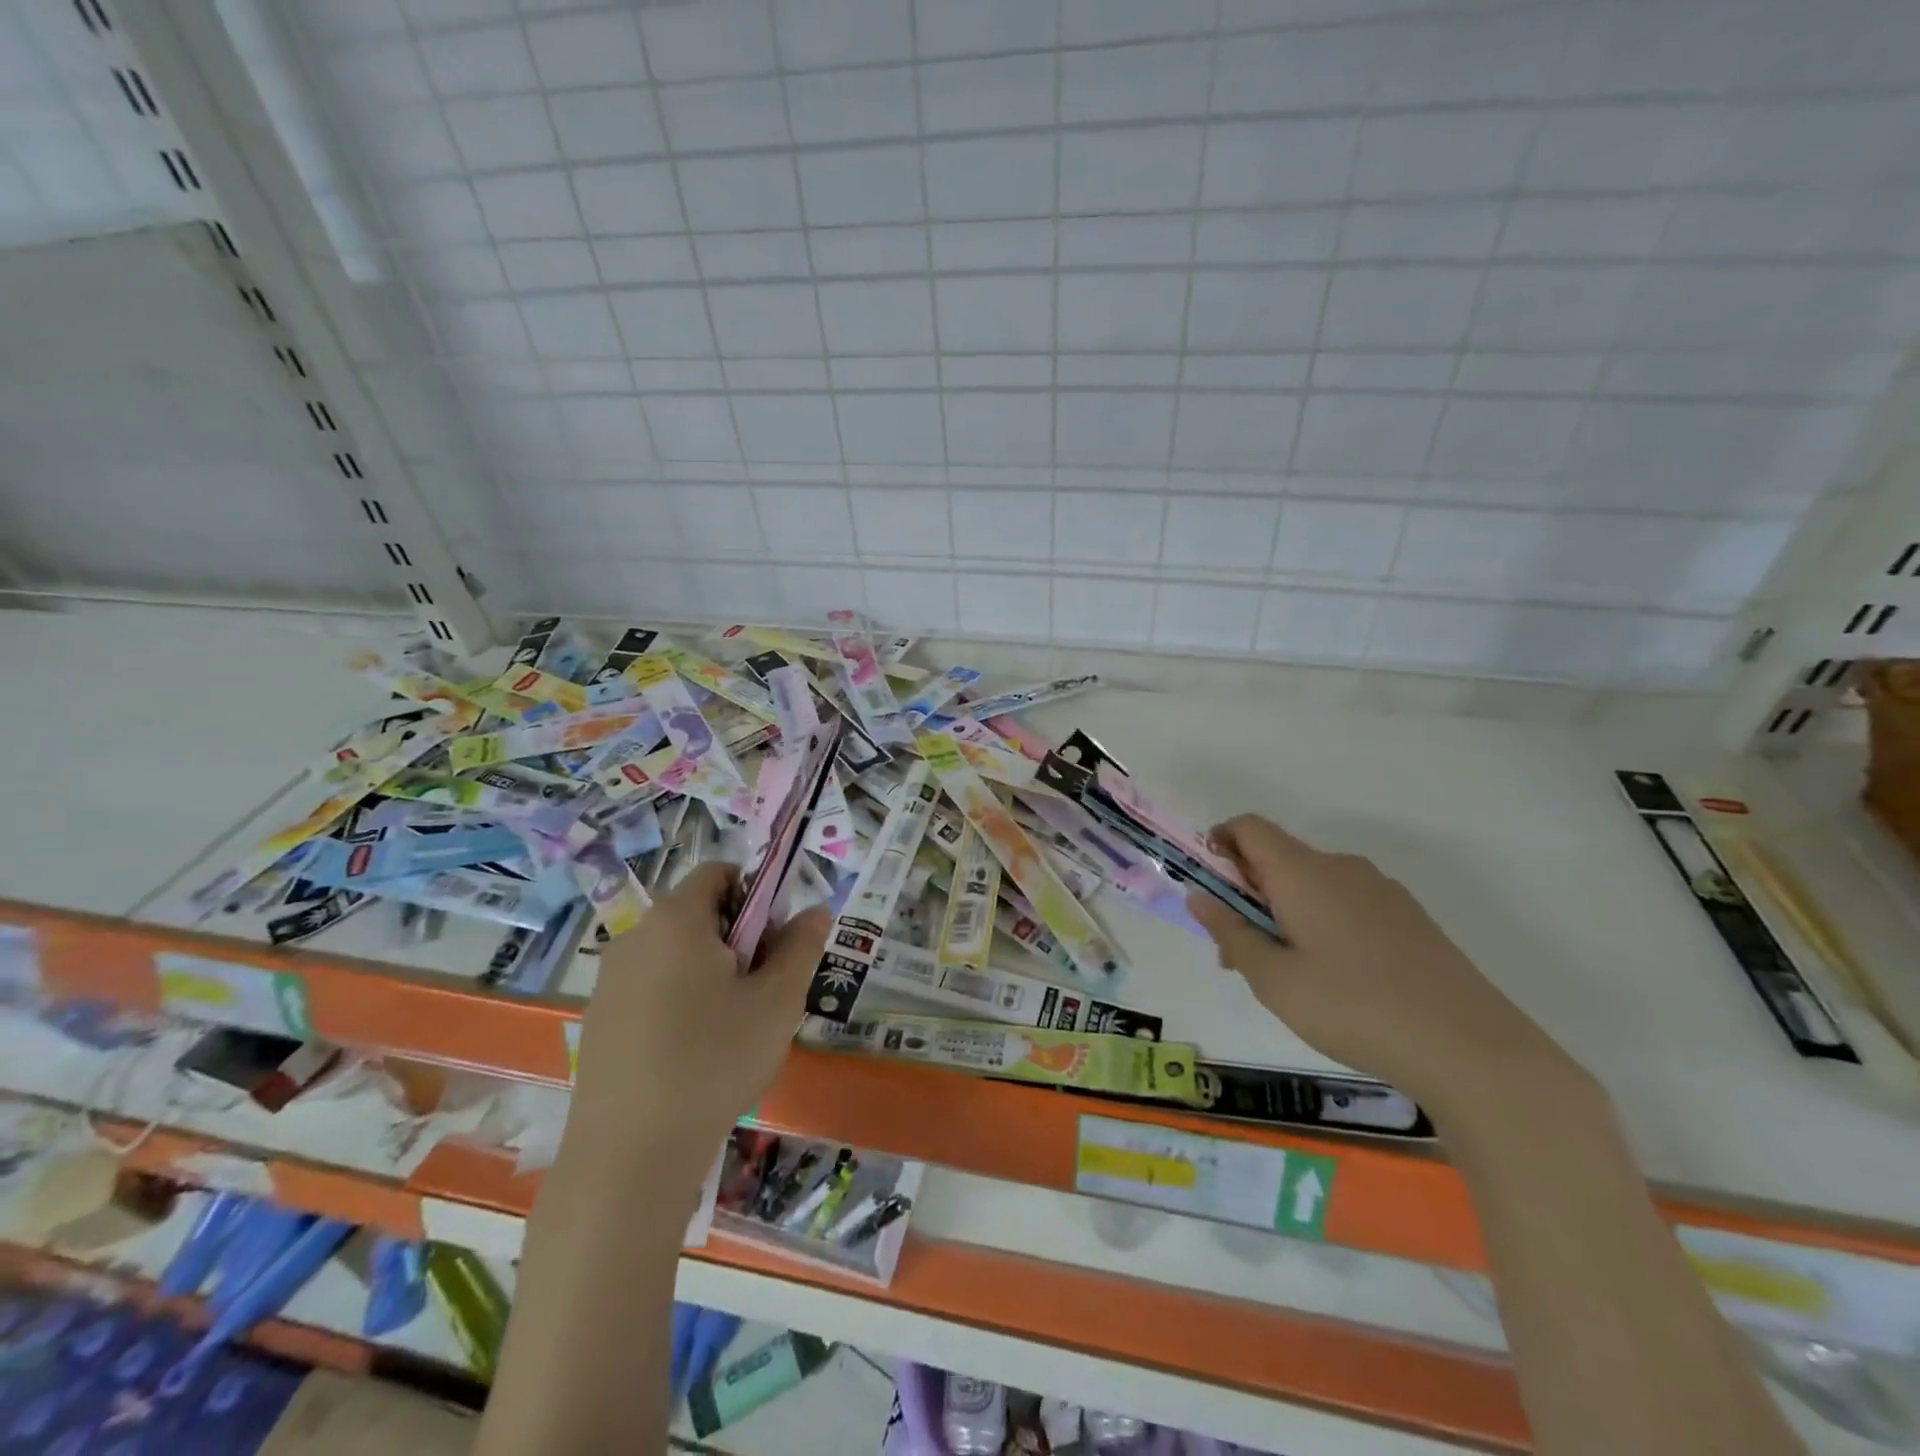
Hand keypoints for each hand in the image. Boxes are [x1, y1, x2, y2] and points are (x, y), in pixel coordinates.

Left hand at [565, 863, 829, 1184]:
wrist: (629, 1155)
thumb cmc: (714, 1061)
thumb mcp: (777, 1001)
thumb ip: (801, 946)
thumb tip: (815, 911)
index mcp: (677, 919)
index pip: (719, 872)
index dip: (756, 894)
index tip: (774, 942)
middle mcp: (635, 936)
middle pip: (698, 912)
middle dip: (737, 937)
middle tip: (761, 989)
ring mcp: (609, 980)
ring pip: (676, 953)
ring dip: (710, 971)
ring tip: (731, 1026)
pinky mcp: (599, 1019)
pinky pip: (651, 986)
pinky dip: (680, 1000)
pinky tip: (693, 1053)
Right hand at [1188, 815, 1580, 1123]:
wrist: (1471, 1048)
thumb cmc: (1353, 1008)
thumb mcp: (1273, 979)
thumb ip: (1230, 932)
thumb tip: (1199, 895)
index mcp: (1303, 872)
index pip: (1248, 828)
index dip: (1218, 845)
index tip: (1208, 890)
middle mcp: (1341, 867)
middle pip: (1278, 858)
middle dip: (1246, 894)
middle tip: (1237, 954)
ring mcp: (1381, 890)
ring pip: (1312, 884)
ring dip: (1283, 912)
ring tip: (1285, 975)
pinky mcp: (1408, 917)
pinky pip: (1345, 902)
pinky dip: (1320, 923)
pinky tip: (1334, 980)